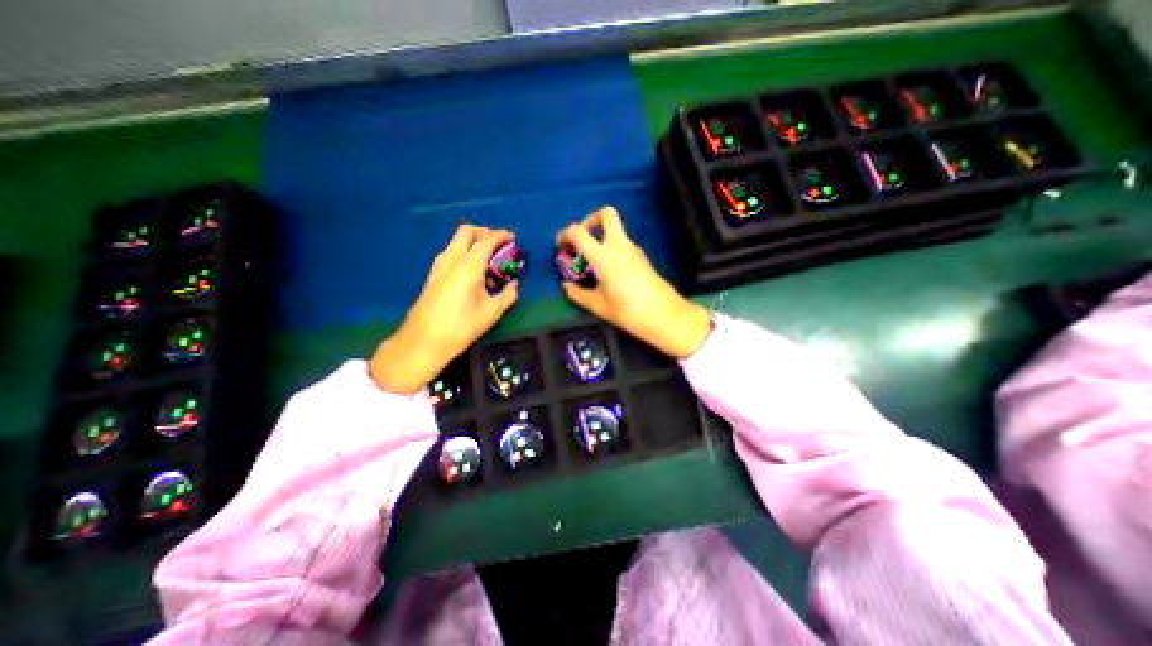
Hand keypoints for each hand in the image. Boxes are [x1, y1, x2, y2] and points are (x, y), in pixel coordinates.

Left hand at [372, 225, 519, 390]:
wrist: (424, 340)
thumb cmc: (461, 326)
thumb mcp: (492, 312)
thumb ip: (508, 295)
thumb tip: (515, 285)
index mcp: (468, 266)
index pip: (487, 240)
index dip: (501, 235)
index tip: (513, 237)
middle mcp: (452, 259)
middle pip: (467, 231)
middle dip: (485, 231)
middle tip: (499, 242)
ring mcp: (439, 265)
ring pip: (456, 241)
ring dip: (473, 241)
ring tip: (488, 256)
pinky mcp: (433, 274)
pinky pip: (450, 252)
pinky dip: (464, 251)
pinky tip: (473, 269)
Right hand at [559, 207, 711, 358]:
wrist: (663, 315)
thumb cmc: (627, 310)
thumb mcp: (597, 305)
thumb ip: (578, 294)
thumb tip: (566, 286)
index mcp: (603, 256)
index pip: (579, 231)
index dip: (565, 234)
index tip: (560, 246)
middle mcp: (619, 245)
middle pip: (607, 214)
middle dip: (591, 219)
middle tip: (583, 238)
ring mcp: (633, 249)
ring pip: (616, 230)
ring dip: (601, 237)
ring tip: (593, 262)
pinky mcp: (642, 257)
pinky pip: (623, 244)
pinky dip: (612, 249)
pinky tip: (608, 271)